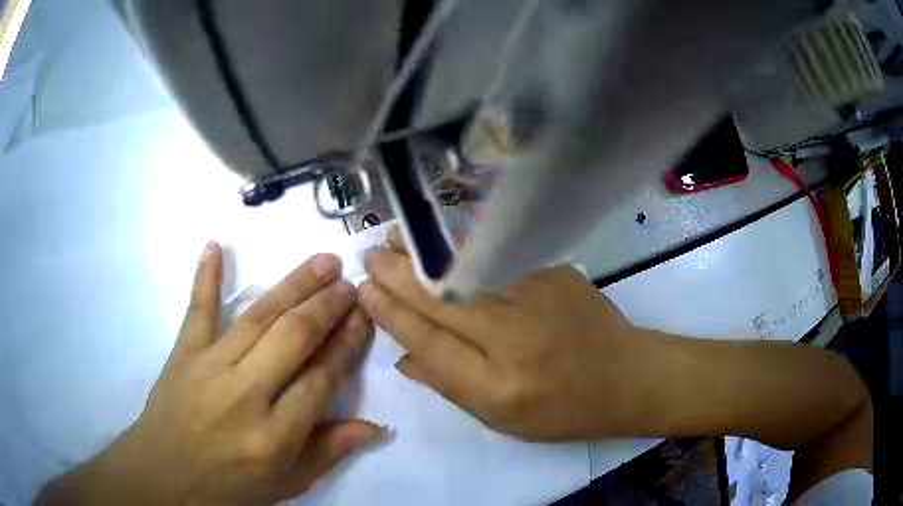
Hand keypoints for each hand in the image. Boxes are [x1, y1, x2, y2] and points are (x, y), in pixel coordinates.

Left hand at [37, 245, 381, 504]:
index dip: (346, 345)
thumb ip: (330, 452)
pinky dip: (205, 277)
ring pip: (257, 318)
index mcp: (274, 436)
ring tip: (321, 261)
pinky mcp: (182, 354)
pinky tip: (215, 245)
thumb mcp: (288, 483)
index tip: (365, 317)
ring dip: (292, 286)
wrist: (165, 477)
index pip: (320, 379)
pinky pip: (197, 310)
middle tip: (348, 282)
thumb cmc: (230, 486)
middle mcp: (245, 395)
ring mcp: (209, 368)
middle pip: (292, 339)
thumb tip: (376, 426)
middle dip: (326, 306)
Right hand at [359, 230, 662, 441]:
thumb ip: (450, 386)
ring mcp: (536, 296)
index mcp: (497, 384)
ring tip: (392, 237)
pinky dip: (461, 248)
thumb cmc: (564, 410)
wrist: (627, 376)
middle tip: (367, 256)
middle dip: (396, 274)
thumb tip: (403, 355)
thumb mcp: (503, 419)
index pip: (428, 341)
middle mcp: (513, 336)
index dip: (391, 314)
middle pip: (440, 299)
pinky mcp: (553, 273)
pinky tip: (440, 240)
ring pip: (464, 270)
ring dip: (422, 253)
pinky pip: (496, 258)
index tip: (363, 292)